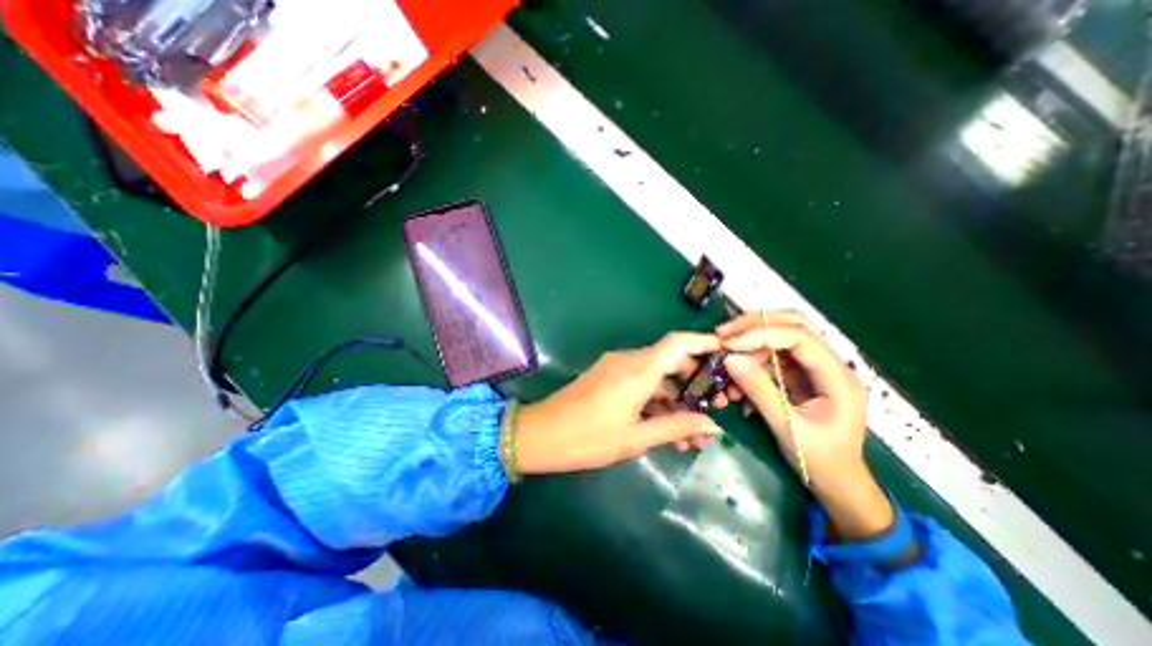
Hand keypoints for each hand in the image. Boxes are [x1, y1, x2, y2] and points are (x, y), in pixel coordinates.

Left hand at [516, 333, 722, 475]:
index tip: (727, 353)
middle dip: (695, 381)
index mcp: (637, 370)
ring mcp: (615, 367)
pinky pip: (639, 381)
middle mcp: (628, 361)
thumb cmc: (586, 438)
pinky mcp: (607, 376)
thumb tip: (713, 426)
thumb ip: (675, 428)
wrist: (539, 434)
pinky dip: (655, 399)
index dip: (704, 343)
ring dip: (675, 397)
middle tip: (715, 407)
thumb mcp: (634, 438)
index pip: (677, 343)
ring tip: (692, 431)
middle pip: (670, 359)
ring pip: (656, 374)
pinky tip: (665, 426)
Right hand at [717, 311, 887, 539]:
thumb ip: (759, 390)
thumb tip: (730, 359)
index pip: (799, 337)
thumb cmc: (820, 461)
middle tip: (722, 335)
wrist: (837, 484)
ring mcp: (814, 369)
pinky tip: (736, 380)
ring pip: (779, 340)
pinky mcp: (800, 376)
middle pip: (792, 326)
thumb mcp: (787, 426)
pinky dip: (750, 363)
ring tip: (725, 363)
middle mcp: (829, 365)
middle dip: (754, 327)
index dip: (761, 334)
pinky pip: (771, 359)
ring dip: (749, 347)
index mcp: (838, 377)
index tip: (728, 343)